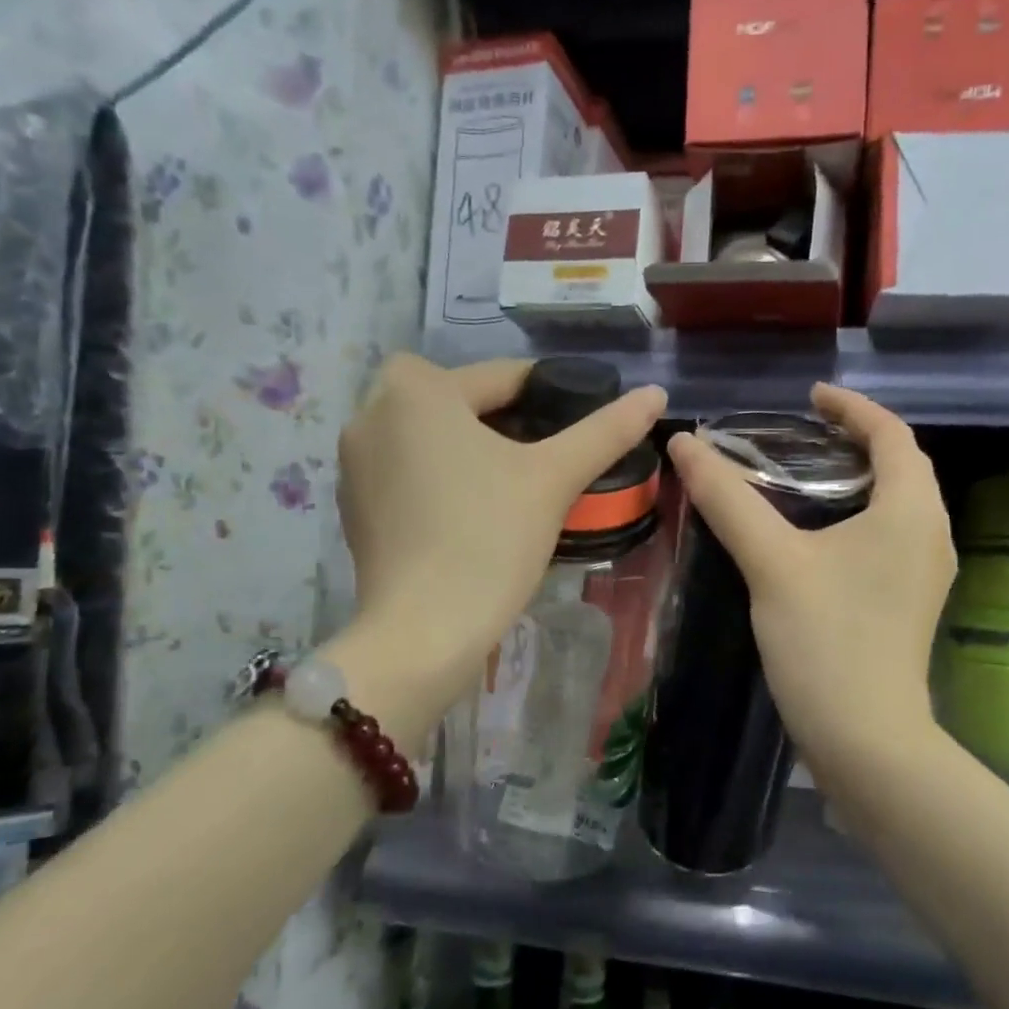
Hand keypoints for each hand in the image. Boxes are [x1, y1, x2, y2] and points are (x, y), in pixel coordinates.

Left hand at [333, 355, 665, 713]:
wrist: (423, 631)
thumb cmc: (489, 539)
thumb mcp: (553, 478)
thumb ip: (606, 430)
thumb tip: (655, 393)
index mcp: (416, 389)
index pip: (500, 376)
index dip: (550, 394)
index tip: (582, 420)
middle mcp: (372, 412)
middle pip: (458, 400)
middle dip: (503, 418)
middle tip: (547, 454)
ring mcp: (354, 462)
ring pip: (429, 435)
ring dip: (467, 445)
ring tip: (513, 481)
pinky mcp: (352, 505)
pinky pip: (406, 469)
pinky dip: (438, 476)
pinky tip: (470, 511)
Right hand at [665, 385, 953, 766]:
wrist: (866, 739)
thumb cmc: (825, 640)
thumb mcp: (771, 562)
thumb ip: (727, 499)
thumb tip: (685, 444)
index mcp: (911, 510)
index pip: (892, 434)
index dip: (852, 407)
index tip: (810, 398)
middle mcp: (932, 534)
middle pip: (902, 465)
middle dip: (857, 439)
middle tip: (803, 433)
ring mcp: (926, 572)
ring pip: (898, 502)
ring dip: (859, 478)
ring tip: (807, 473)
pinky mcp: (911, 601)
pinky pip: (891, 534)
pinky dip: (860, 514)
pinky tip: (819, 532)